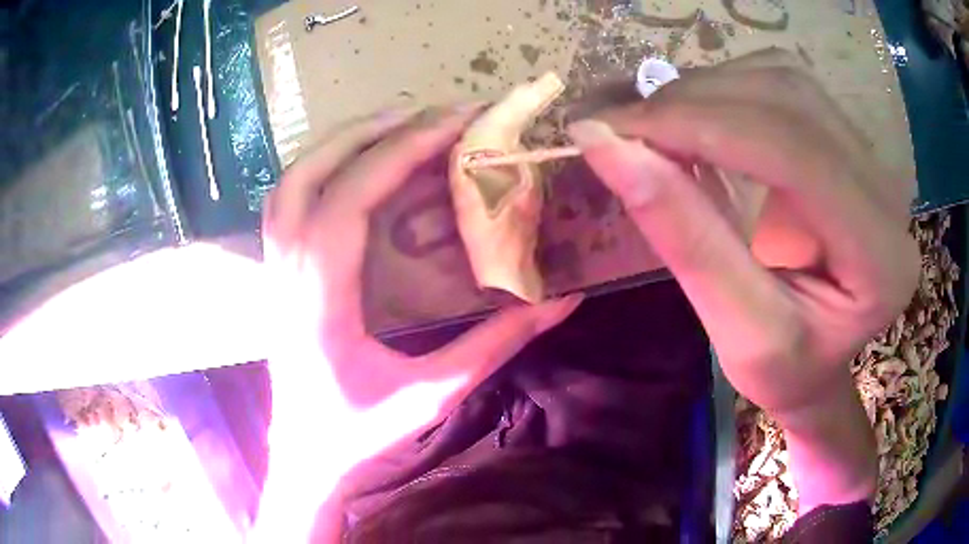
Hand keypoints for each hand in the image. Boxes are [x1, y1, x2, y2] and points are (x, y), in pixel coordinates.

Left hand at [255, 106, 581, 539]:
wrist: (305, 454)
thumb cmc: (359, 432)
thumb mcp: (432, 394)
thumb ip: (496, 344)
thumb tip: (560, 302)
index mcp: (319, 295)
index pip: (353, 195)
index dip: (405, 148)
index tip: (457, 121)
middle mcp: (287, 267)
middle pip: (315, 170)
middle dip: (376, 130)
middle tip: (434, 113)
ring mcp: (273, 265)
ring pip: (293, 177)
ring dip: (344, 141)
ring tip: (400, 125)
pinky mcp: (275, 270)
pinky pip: (287, 197)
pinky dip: (322, 165)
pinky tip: (356, 163)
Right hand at [569, 49, 918, 511]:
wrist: (822, 362)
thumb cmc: (787, 372)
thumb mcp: (738, 331)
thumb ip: (686, 238)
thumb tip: (606, 147)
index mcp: (880, 258)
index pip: (795, 152)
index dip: (701, 125)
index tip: (613, 129)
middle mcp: (886, 191)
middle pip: (789, 100)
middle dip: (695, 103)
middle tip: (623, 127)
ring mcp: (871, 157)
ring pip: (783, 80)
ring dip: (707, 92)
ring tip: (655, 127)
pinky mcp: (848, 141)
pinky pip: (783, 85)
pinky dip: (725, 91)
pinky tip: (696, 122)